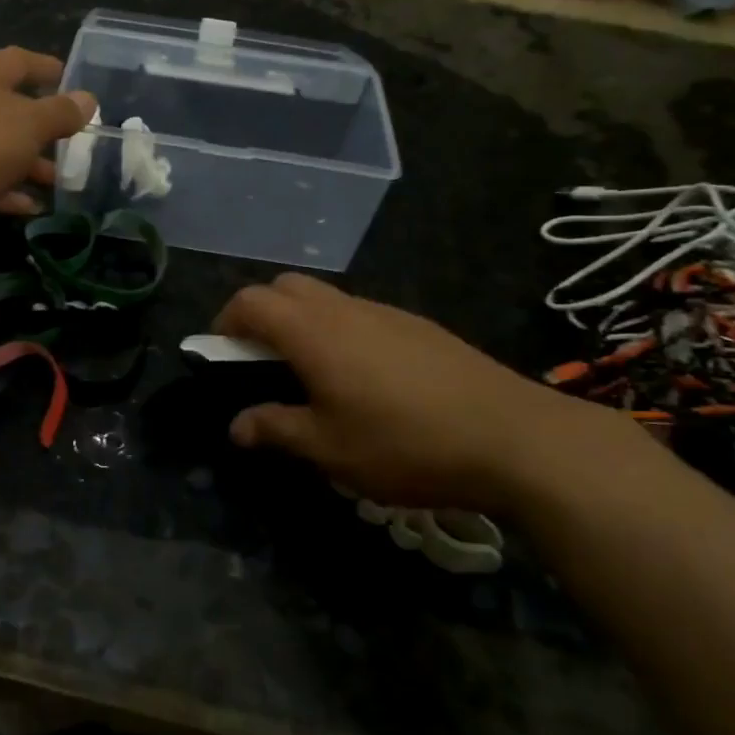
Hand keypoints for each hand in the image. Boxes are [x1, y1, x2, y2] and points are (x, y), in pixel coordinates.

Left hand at [0, 47, 96, 244]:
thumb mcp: (29, 123)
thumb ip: (61, 113)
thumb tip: (89, 99)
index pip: (20, 62)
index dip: (47, 68)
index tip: (72, 78)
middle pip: (12, 110)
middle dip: (44, 128)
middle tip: (76, 142)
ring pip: (1, 150)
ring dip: (30, 165)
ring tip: (62, 181)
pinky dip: (8, 193)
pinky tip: (32, 208)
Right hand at [214, 273, 633, 515]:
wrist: (512, 437)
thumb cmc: (405, 443)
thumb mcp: (330, 449)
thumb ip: (276, 429)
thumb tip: (237, 426)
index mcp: (312, 332)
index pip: (250, 301)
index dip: (225, 321)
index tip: (222, 355)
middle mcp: (344, 309)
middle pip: (285, 286)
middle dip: (262, 313)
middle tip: (263, 361)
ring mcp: (385, 312)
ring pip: (325, 297)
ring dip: (302, 321)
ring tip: (312, 374)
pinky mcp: (418, 326)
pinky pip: (360, 313)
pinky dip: (340, 330)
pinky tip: (364, 379)